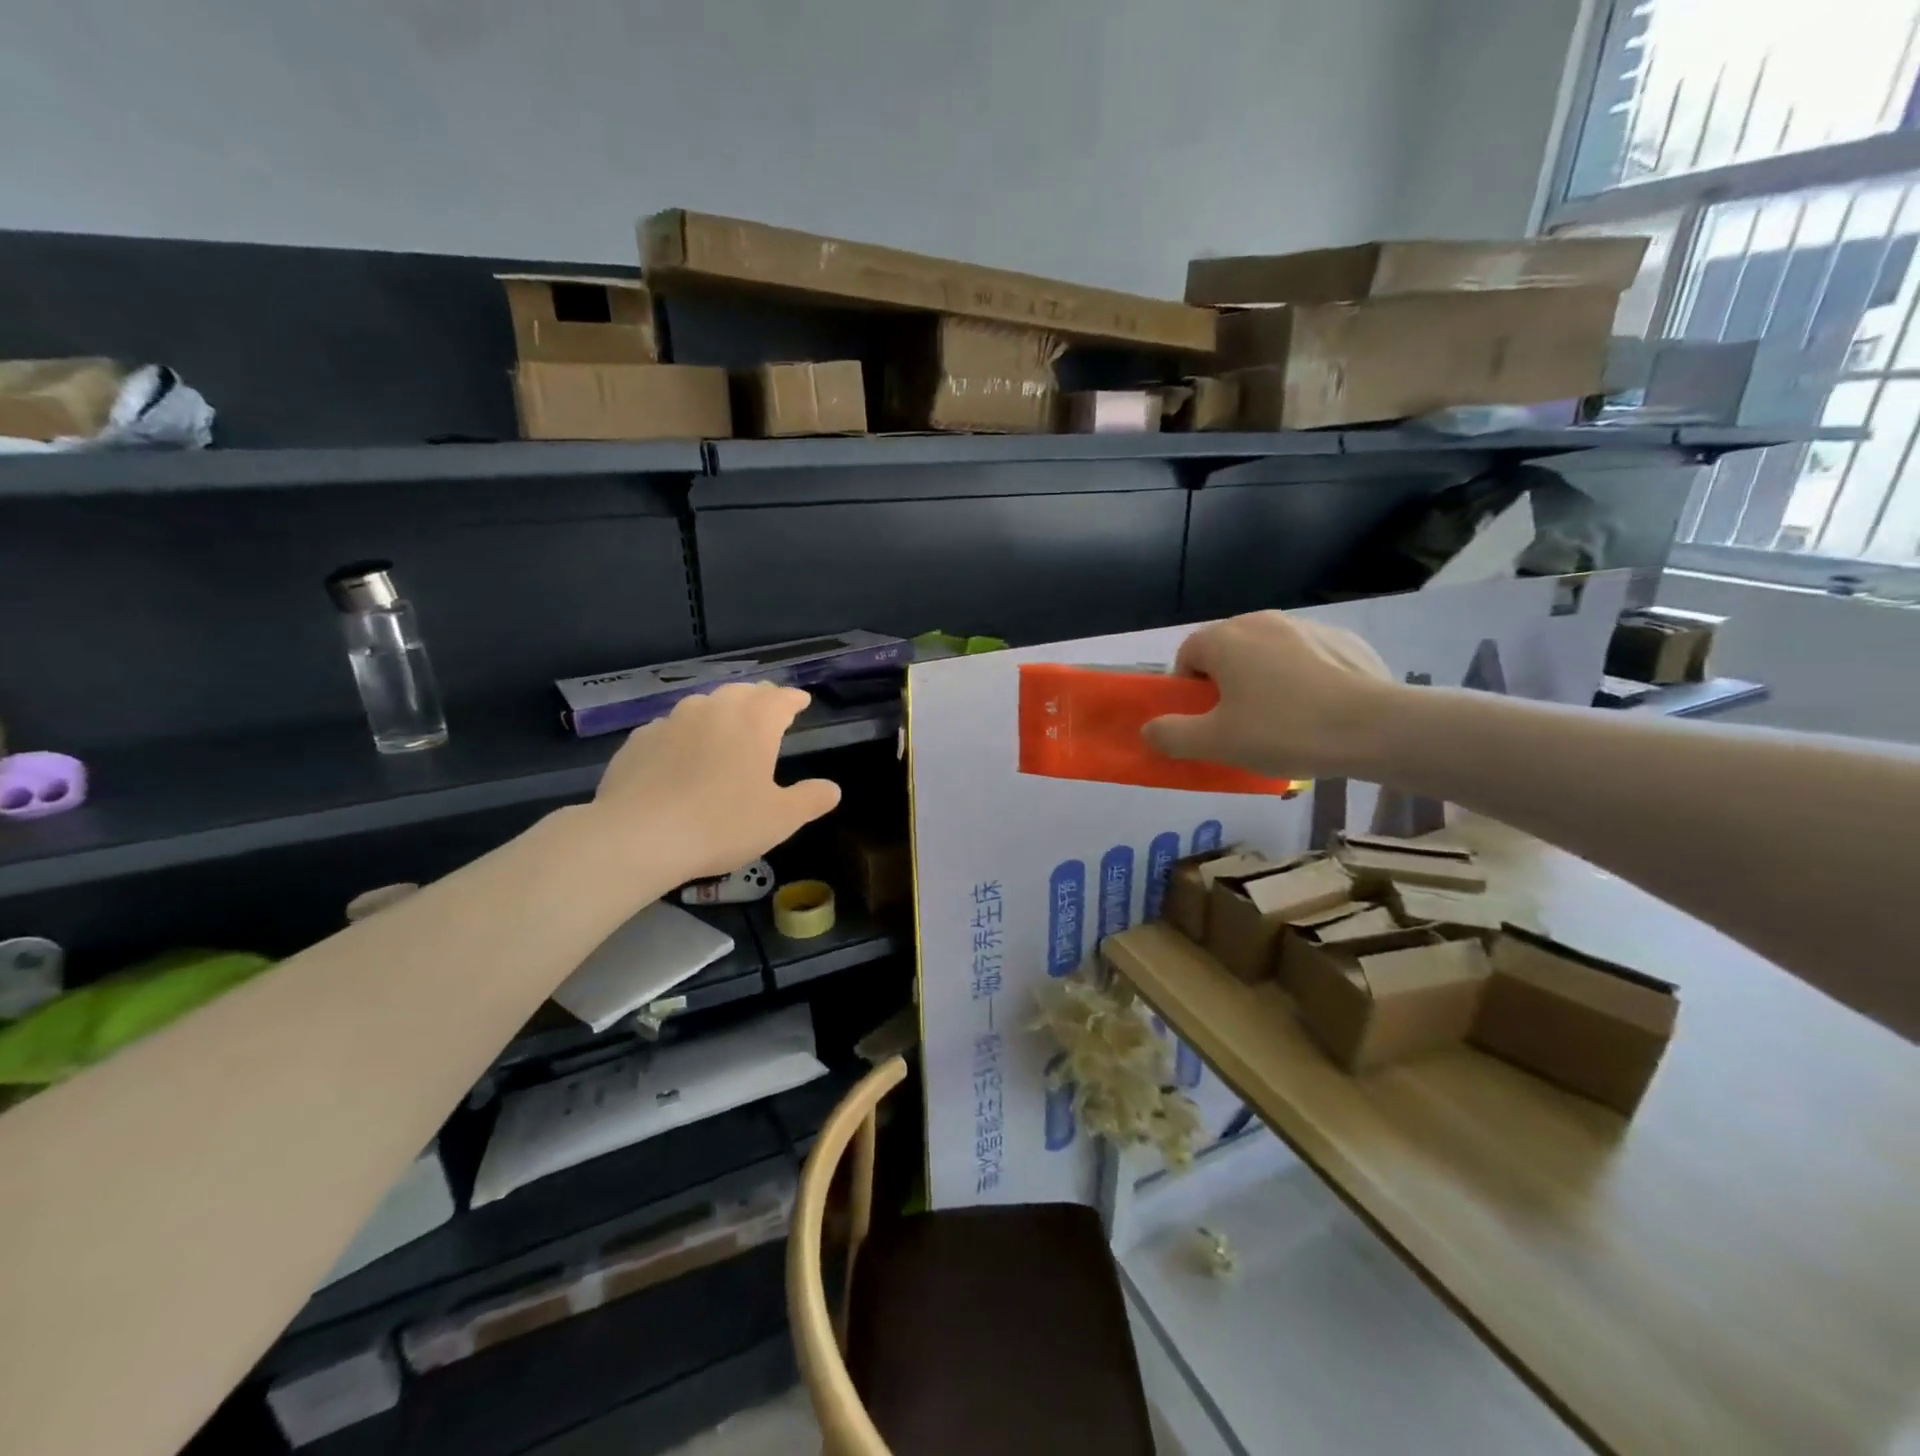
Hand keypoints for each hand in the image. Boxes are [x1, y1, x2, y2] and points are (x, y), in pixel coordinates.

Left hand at [592, 684, 841, 878]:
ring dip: (720, 711)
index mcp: (754, 722)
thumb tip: (832, 788)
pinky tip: (681, 753)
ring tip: (725, 727)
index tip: (802, 702)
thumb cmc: (722, 824)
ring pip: (704, 705)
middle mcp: (714, 709)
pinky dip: (685, 733)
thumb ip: (810, 800)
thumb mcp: (780, 819)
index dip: (794, 699)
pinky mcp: (639, 739)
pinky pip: (670, 727)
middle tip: (767, 711)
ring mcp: (671, 721)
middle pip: (742, 693)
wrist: (638, 836)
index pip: (781, 698)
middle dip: (759, 699)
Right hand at [1142, 612, 1396, 778]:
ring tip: (1284, 721)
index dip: (1187, 690)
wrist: (1376, 728)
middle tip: (1240, 724)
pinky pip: (1307, 659)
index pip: (1186, 655)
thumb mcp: (1215, 743)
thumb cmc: (1283, 731)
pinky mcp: (1345, 640)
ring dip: (1263, 680)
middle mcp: (1262, 621)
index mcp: (1225, 639)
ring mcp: (1307, 626)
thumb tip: (1148, 729)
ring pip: (1268, 654)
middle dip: (1225, 684)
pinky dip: (1303, 679)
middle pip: (1227, 651)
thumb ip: (1171, 735)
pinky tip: (1319, 712)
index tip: (1205, 721)